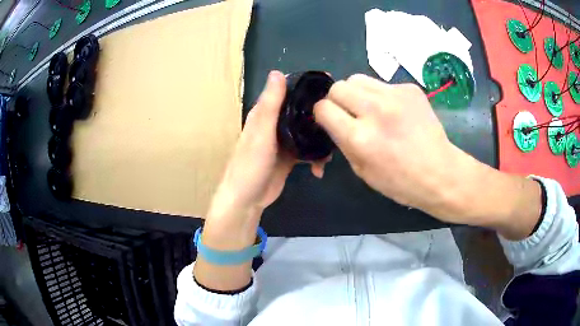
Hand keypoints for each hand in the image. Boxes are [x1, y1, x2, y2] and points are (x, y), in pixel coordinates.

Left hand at [205, 71, 325, 245]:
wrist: (247, 200)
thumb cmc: (250, 165)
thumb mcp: (261, 132)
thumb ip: (270, 104)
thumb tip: (277, 72)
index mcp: (265, 113)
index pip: (288, 91)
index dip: (307, 85)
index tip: (330, 83)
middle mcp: (275, 124)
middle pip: (302, 111)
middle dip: (320, 114)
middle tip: (340, 117)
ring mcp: (284, 141)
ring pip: (308, 132)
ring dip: (320, 139)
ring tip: (333, 150)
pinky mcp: (290, 157)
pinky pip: (308, 151)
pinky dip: (316, 158)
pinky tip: (320, 168)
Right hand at [314, 74, 540, 238]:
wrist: (441, 172)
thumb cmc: (400, 182)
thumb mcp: (362, 171)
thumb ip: (343, 142)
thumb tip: (331, 122)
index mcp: (360, 138)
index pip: (323, 108)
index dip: (322, 114)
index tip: (330, 120)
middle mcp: (375, 110)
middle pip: (338, 87)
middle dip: (337, 100)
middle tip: (350, 114)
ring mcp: (395, 95)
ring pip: (357, 78)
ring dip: (357, 93)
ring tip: (370, 109)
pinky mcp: (410, 88)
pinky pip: (382, 83)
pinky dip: (381, 95)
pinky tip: (394, 111)